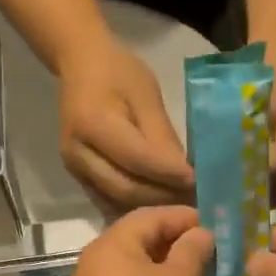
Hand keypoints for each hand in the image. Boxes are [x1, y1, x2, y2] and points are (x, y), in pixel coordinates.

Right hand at [59, 42, 193, 209]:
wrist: (81, 68)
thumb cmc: (118, 73)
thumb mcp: (147, 95)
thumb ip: (163, 137)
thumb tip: (185, 175)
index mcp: (92, 124)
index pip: (138, 159)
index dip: (171, 174)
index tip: (200, 183)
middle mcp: (78, 154)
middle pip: (127, 189)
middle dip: (164, 198)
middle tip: (196, 201)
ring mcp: (75, 171)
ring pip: (119, 202)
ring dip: (154, 207)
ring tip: (183, 206)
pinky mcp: (80, 180)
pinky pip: (111, 202)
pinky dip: (138, 207)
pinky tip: (162, 204)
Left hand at [68, 206, 214, 275]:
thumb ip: (192, 250)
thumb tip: (200, 233)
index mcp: (108, 248)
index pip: (148, 217)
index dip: (183, 217)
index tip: (215, 225)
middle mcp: (90, 268)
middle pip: (136, 243)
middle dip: (175, 244)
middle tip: (210, 250)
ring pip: (132, 272)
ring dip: (165, 270)